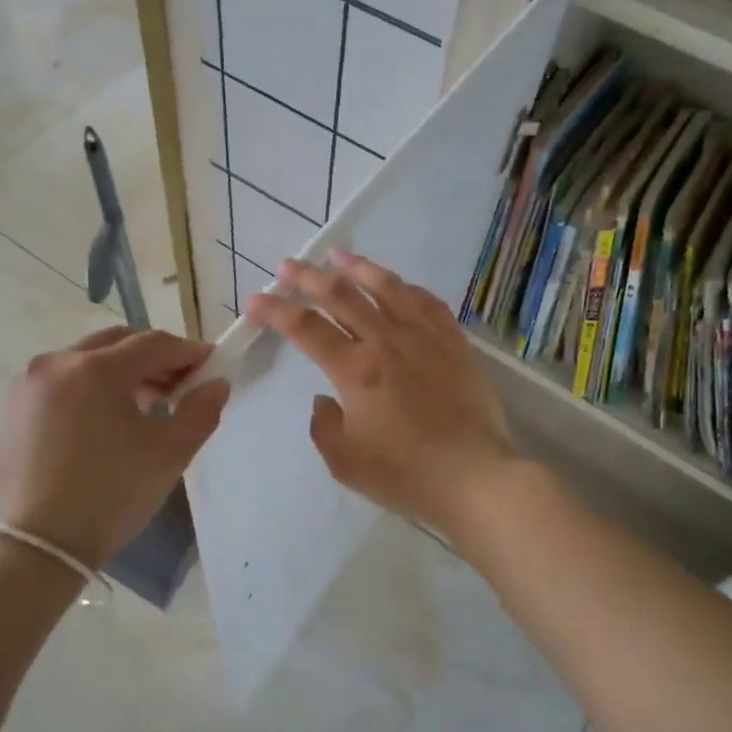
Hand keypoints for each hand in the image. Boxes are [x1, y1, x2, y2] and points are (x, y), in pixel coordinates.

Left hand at [0, 327, 228, 568]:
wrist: (37, 546)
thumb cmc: (111, 493)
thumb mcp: (169, 453)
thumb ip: (200, 411)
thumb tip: (216, 384)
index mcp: (97, 368)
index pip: (154, 343)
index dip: (188, 352)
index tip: (211, 366)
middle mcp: (57, 363)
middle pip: (116, 343)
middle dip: (152, 358)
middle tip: (177, 387)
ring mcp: (27, 386)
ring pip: (84, 362)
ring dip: (119, 373)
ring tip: (141, 407)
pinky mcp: (11, 412)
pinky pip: (60, 385)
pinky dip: (88, 391)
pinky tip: (101, 425)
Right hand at [245, 251, 518, 536]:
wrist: (474, 476)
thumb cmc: (405, 474)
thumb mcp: (345, 462)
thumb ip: (323, 425)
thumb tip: (324, 399)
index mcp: (356, 370)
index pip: (306, 329)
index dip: (277, 311)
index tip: (256, 301)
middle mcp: (387, 341)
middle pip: (342, 295)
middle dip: (308, 278)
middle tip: (288, 267)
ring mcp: (425, 336)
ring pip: (386, 287)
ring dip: (357, 267)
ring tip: (338, 255)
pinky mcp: (454, 342)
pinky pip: (426, 302)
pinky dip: (404, 287)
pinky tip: (395, 284)